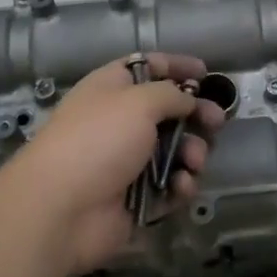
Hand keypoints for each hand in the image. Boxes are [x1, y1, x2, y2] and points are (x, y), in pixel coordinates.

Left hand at [11, 52, 224, 274]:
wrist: (59, 210)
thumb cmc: (98, 140)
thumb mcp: (139, 101)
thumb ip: (172, 94)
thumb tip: (187, 100)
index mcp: (113, 89)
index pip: (149, 67)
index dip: (177, 66)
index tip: (206, 72)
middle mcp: (120, 121)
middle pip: (169, 111)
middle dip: (196, 115)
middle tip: (217, 122)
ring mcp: (127, 162)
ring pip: (175, 151)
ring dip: (193, 153)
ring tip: (194, 161)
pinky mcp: (136, 199)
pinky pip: (169, 187)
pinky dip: (180, 186)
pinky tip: (181, 187)